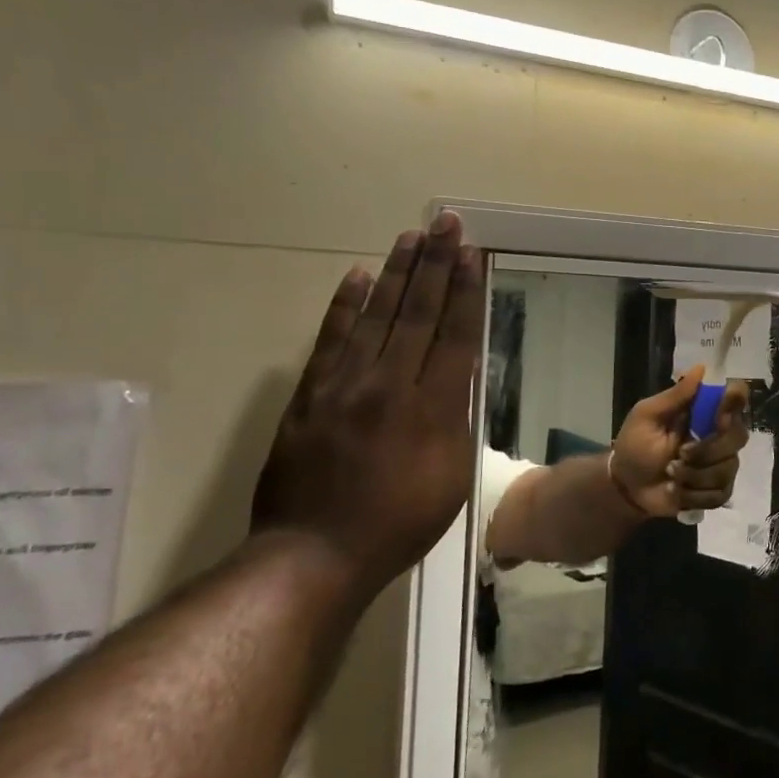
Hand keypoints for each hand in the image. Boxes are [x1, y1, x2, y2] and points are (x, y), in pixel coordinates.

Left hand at [250, 216, 484, 602]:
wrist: (314, 554)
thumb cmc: (399, 522)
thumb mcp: (451, 477)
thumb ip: (457, 420)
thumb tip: (458, 377)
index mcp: (431, 408)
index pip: (453, 335)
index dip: (463, 291)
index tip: (469, 253)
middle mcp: (388, 385)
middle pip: (416, 314)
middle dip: (434, 265)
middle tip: (443, 223)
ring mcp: (343, 387)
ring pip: (375, 317)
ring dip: (395, 274)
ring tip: (409, 237)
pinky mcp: (309, 396)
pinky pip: (330, 340)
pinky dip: (344, 307)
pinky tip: (357, 277)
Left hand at [610, 367, 750, 517]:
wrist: (626, 487)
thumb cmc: (635, 446)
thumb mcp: (647, 416)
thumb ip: (674, 396)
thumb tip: (701, 367)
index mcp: (704, 413)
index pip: (736, 398)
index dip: (735, 404)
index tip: (719, 417)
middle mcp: (719, 435)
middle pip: (738, 437)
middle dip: (706, 450)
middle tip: (679, 455)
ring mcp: (721, 464)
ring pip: (727, 468)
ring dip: (694, 475)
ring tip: (670, 474)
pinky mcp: (717, 491)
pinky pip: (721, 493)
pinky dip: (694, 495)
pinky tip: (677, 492)